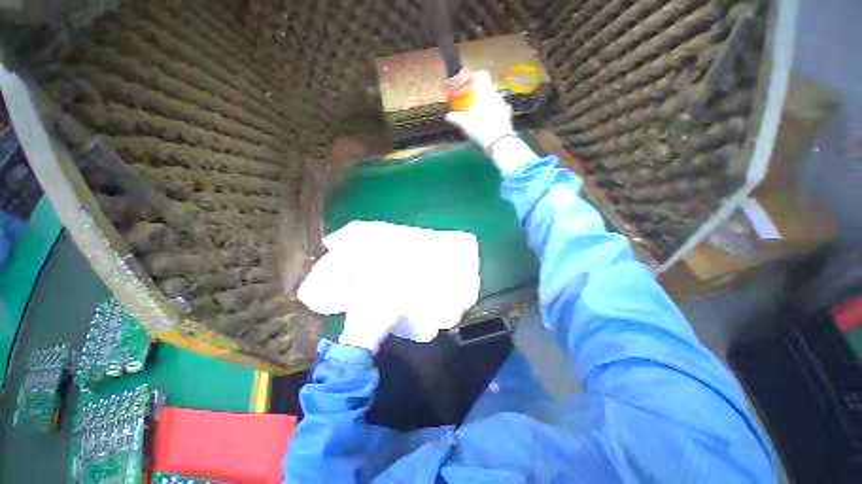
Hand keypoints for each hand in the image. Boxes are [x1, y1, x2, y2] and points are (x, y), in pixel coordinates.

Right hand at [444, 70, 515, 152]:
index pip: (482, 75)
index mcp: (486, 91)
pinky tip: (489, 124)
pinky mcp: (508, 116)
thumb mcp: (464, 123)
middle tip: (472, 104)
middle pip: (487, 89)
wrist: (499, 142)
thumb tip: (448, 116)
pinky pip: (500, 111)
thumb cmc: (480, 127)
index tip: (468, 86)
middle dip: (479, 95)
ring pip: (494, 100)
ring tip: (480, 116)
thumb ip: (455, 118)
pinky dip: (494, 115)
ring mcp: (504, 105)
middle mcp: (496, 94)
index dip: (474, 78)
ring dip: (487, 105)